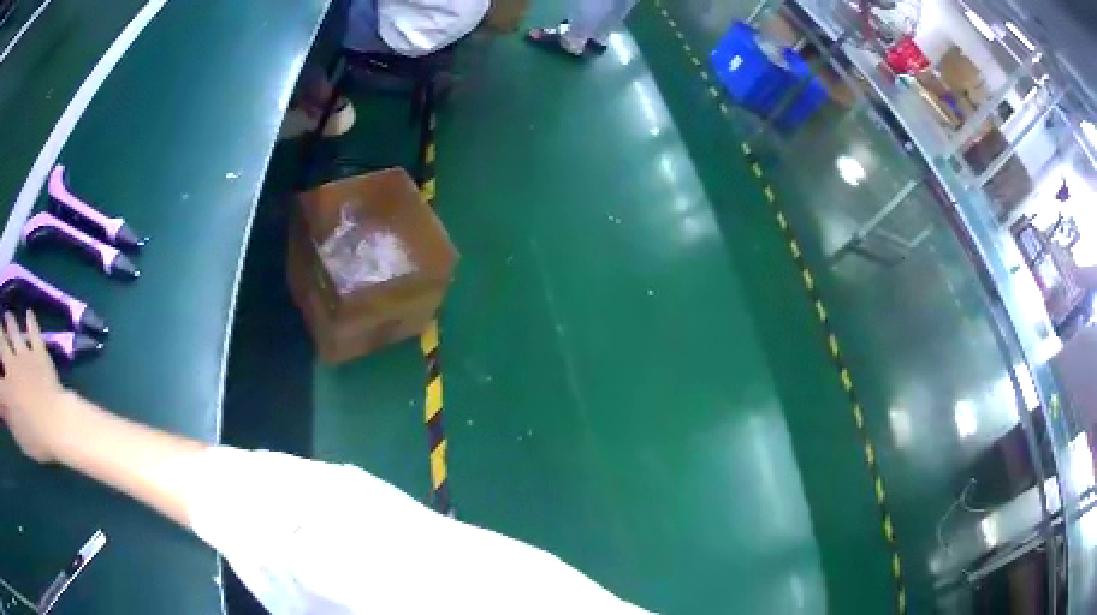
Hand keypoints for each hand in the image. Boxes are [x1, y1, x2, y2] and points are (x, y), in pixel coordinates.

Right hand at [0, 311, 70, 462]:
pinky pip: (34, 333)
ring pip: (14, 330)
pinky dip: (31, 322)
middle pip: (2, 341)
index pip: (0, 382)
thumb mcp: (17, 434)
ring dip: (9, 321)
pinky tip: (29, 313)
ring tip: (7, 316)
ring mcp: (25, 356)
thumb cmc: (34, 439)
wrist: (56, 423)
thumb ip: (8, 418)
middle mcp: (11, 365)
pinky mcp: (39, 353)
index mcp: (7, 390)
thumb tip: (3, 408)